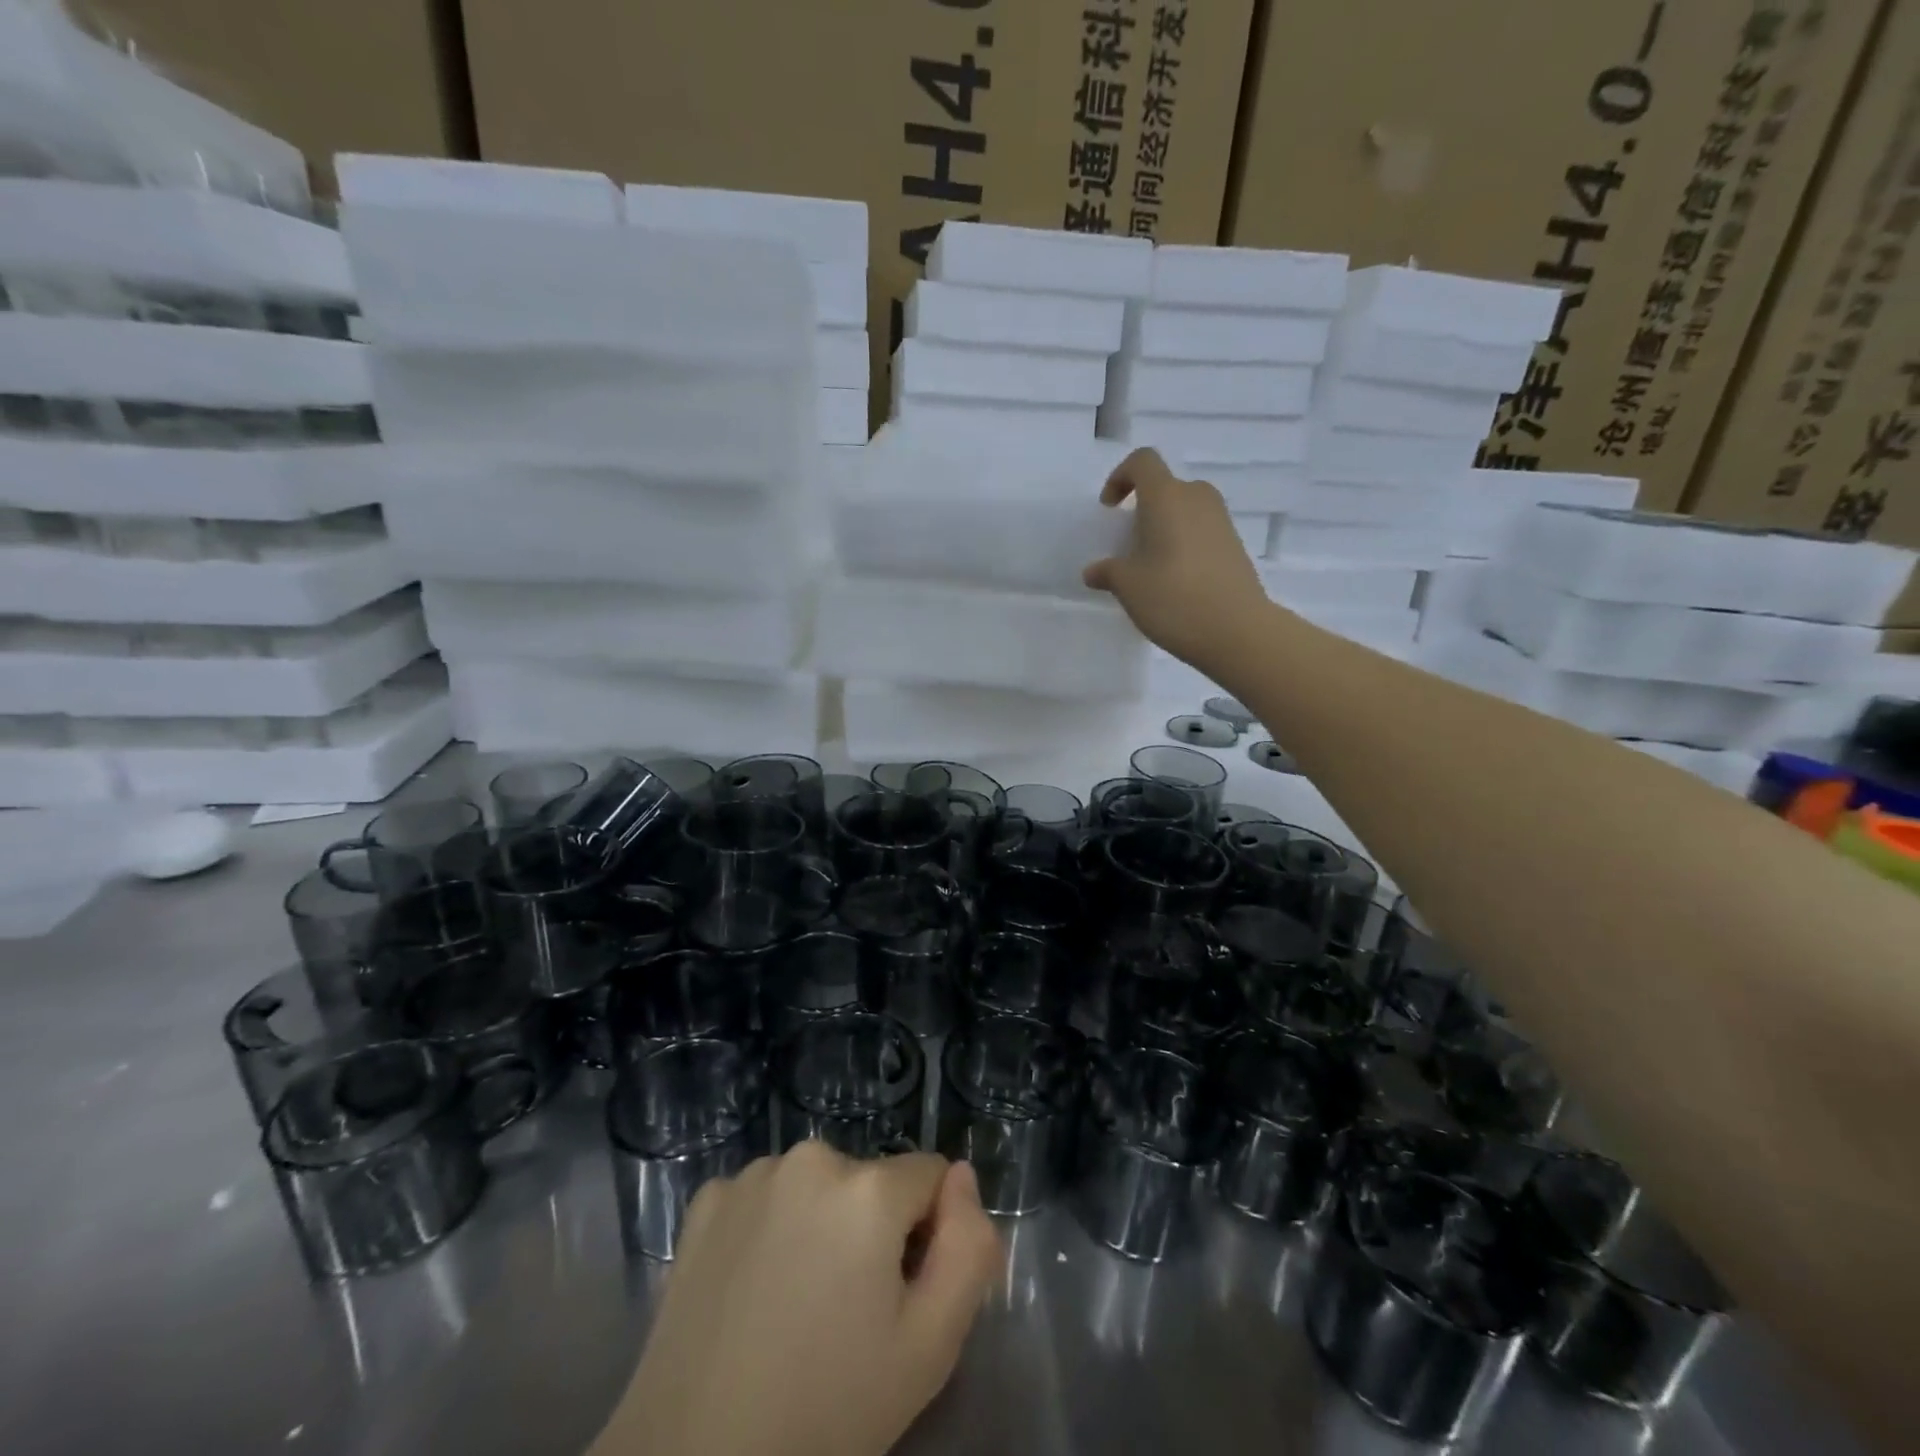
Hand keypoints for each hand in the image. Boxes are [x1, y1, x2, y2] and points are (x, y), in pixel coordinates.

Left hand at [596, 1143, 1003, 1455]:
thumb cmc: (828, 1411)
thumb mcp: (931, 1347)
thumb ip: (970, 1248)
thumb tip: (961, 1177)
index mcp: (868, 1188)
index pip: (930, 1176)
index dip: (927, 1234)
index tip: (898, 1294)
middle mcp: (811, 1157)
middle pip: (871, 1179)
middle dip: (870, 1229)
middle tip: (844, 1312)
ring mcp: (751, 1174)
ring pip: (817, 1185)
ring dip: (819, 1225)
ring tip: (794, 1305)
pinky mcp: (706, 1199)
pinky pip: (764, 1196)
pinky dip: (767, 1228)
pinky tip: (750, 1290)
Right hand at [1083, 448, 1273, 672]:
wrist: (1237, 631)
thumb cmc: (1174, 598)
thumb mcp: (1128, 587)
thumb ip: (1108, 572)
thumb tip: (1095, 571)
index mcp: (1167, 497)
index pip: (1143, 462)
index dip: (1121, 477)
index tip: (1110, 509)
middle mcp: (1197, 499)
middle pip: (1166, 487)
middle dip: (1143, 509)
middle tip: (1129, 543)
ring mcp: (1221, 522)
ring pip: (1185, 511)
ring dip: (1165, 528)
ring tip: (1150, 566)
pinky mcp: (1235, 547)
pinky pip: (1201, 532)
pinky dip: (1183, 545)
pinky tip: (1175, 581)